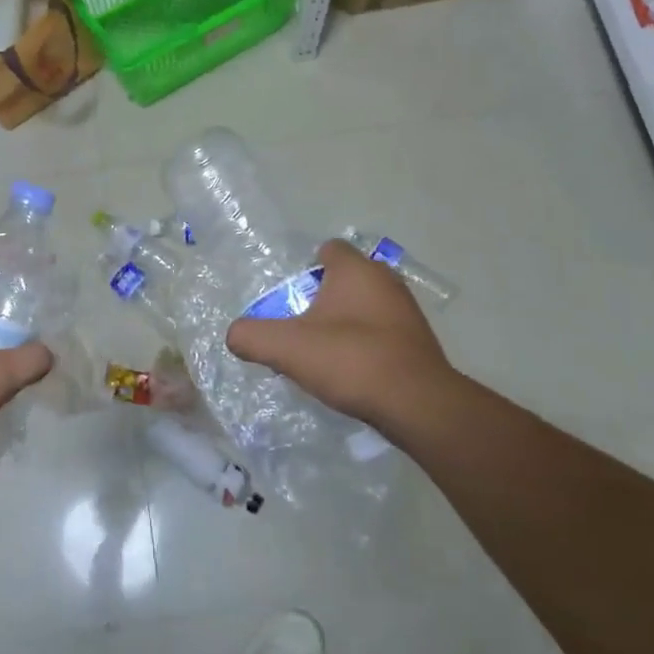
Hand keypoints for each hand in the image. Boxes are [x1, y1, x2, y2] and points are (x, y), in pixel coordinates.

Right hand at [226, 239, 455, 433]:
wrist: (416, 404)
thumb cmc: (350, 360)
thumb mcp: (287, 348)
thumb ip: (251, 337)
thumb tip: (234, 335)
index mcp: (356, 269)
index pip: (328, 249)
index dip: (306, 268)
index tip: (291, 297)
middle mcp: (385, 280)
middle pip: (345, 279)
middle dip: (323, 298)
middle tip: (301, 326)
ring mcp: (407, 310)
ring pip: (366, 305)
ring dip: (346, 322)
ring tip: (325, 352)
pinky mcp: (419, 340)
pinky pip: (383, 330)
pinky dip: (366, 343)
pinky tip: (353, 370)